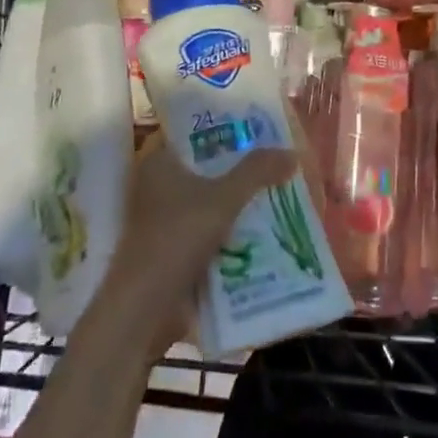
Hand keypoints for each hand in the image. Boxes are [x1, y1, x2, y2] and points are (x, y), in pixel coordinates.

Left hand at [100, 132, 298, 354]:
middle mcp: (156, 185)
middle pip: (206, 168)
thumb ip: (257, 172)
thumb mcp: (223, 199)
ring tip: (278, 193)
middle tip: (277, 162)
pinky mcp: (171, 249)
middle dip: (239, 168)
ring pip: (209, 201)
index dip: (226, 128)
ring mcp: (162, 220)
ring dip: (237, 202)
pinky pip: (208, 230)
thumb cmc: (177, 238)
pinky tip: (262, 230)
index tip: (259, 128)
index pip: (194, 132)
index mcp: (158, 162)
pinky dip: (230, 230)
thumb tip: (292, 153)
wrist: (145, 308)